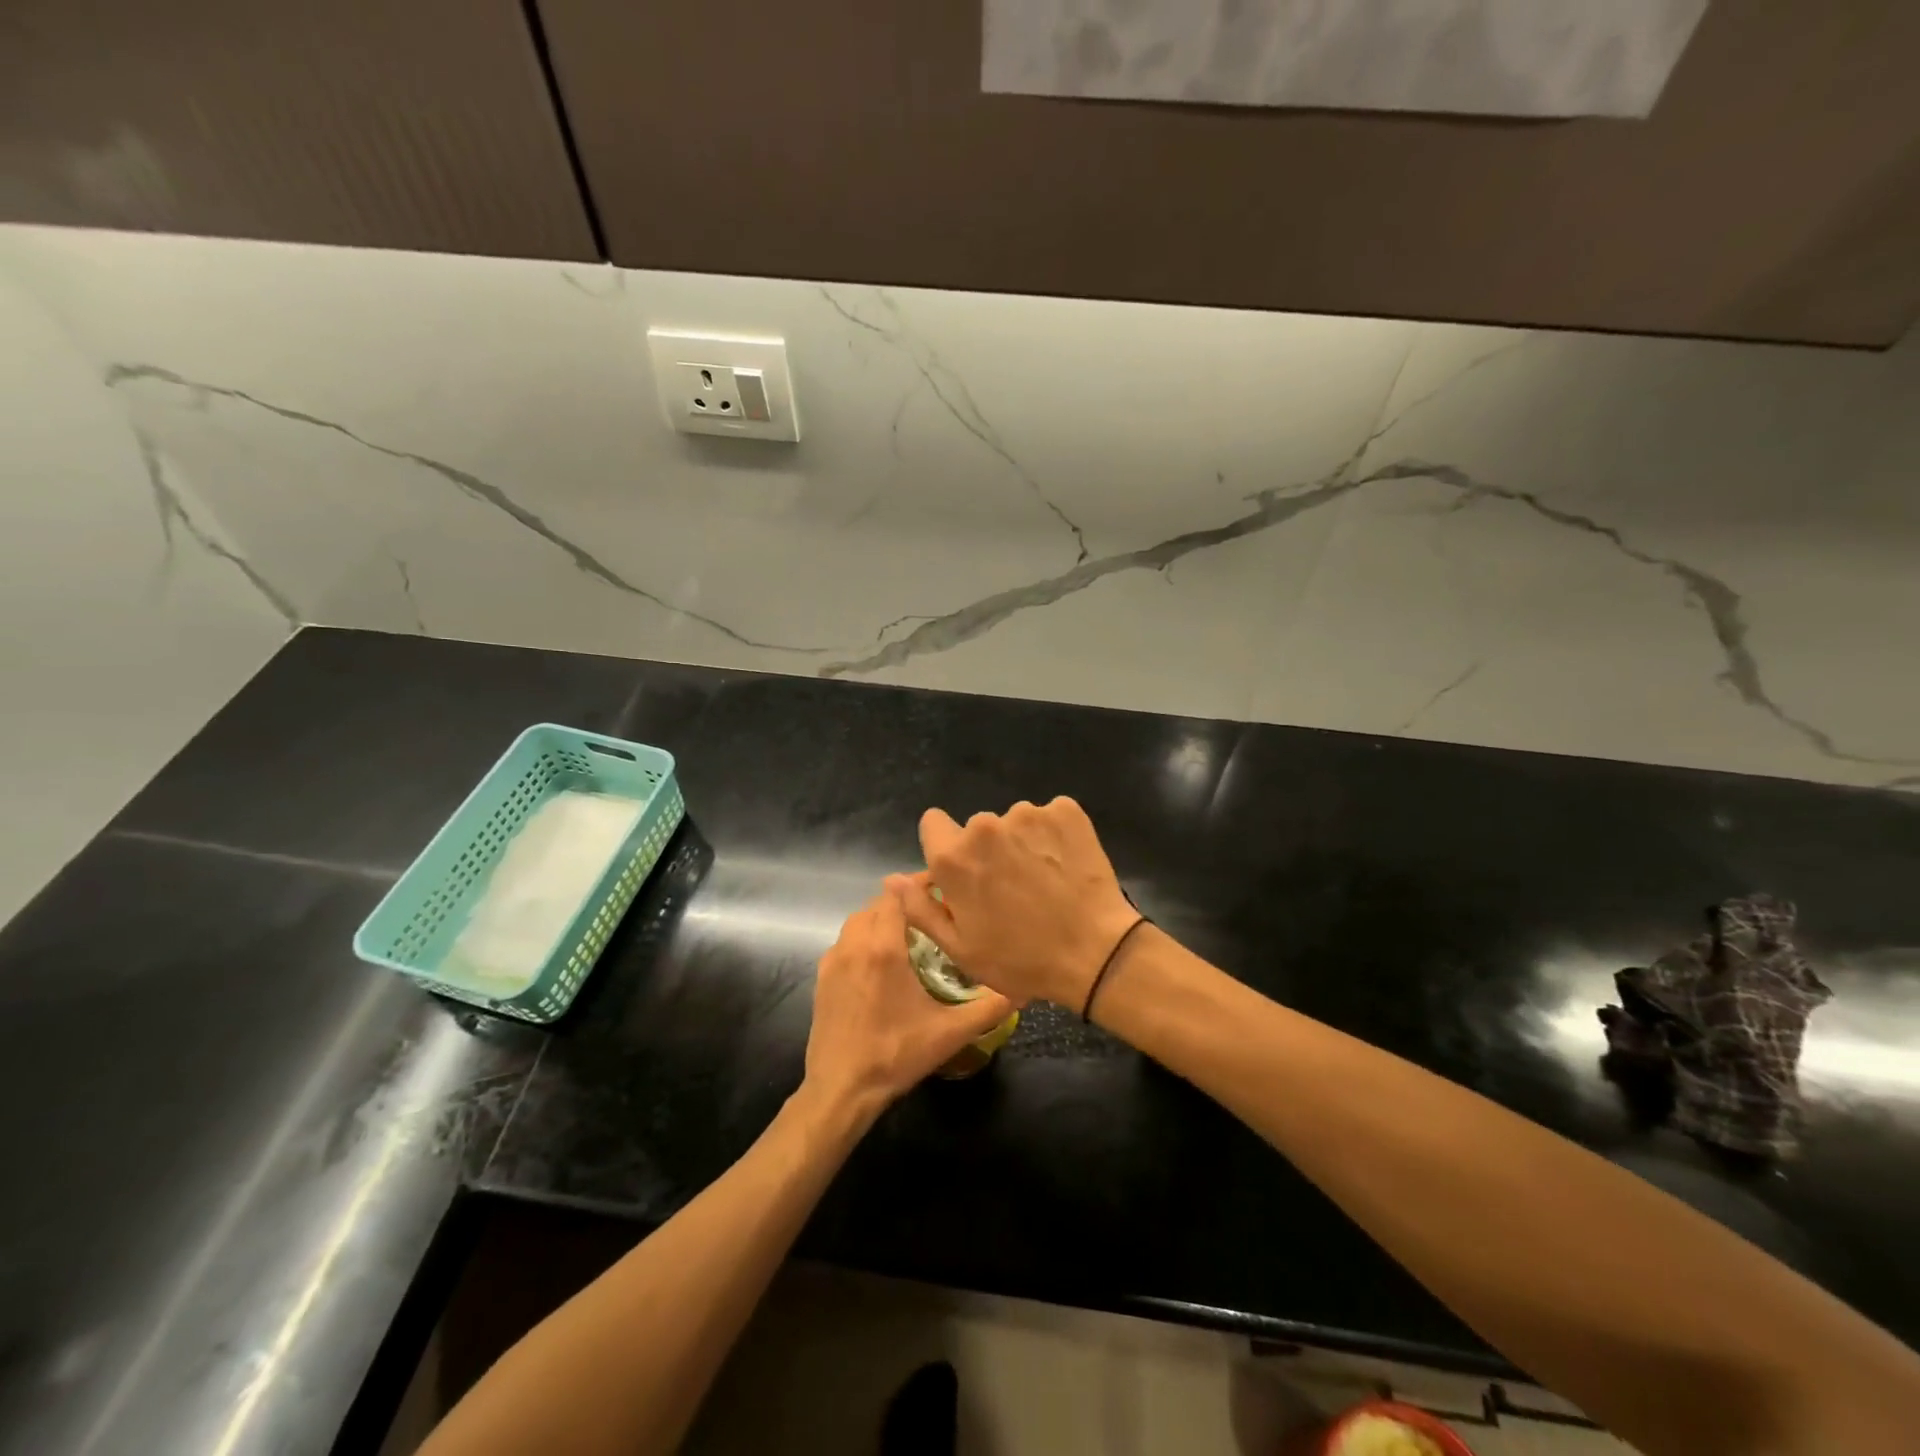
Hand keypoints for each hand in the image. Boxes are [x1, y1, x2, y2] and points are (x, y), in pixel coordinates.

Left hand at [803, 893, 1014, 1121]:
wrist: (840, 1090)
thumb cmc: (895, 1055)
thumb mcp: (950, 1033)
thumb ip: (988, 1008)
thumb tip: (1023, 989)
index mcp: (883, 948)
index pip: (897, 894)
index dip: (918, 885)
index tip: (943, 889)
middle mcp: (854, 944)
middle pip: (877, 903)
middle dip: (903, 901)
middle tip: (932, 914)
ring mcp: (833, 960)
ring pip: (858, 921)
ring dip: (881, 919)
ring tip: (909, 934)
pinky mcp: (821, 977)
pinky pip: (845, 942)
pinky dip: (863, 939)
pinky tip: (881, 963)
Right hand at [885, 798, 1138, 1009]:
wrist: (1095, 953)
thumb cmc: (1020, 959)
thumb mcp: (960, 947)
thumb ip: (920, 908)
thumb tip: (891, 879)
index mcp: (954, 857)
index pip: (932, 823)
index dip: (946, 847)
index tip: (966, 873)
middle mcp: (985, 826)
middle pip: (976, 828)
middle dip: (987, 851)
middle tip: (1011, 889)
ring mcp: (1028, 814)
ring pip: (1014, 823)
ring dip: (1021, 843)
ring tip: (1043, 881)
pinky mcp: (1066, 811)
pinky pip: (1049, 817)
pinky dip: (1054, 836)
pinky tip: (1065, 867)